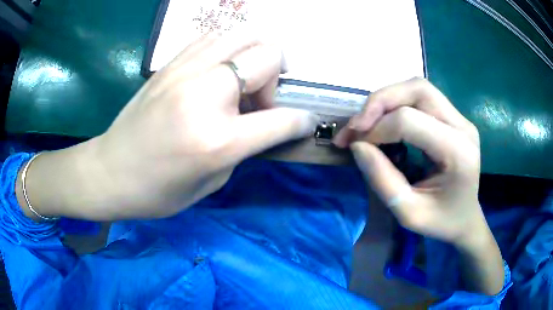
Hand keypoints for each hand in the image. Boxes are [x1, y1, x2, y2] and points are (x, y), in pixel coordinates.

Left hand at [18, 32, 317, 219]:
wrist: (109, 172)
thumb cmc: (157, 192)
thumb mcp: (212, 183)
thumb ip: (244, 148)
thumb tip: (264, 123)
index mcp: (218, 140)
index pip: (283, 118)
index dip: (302, 120)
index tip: (305, 121)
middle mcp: (205, 95)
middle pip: (268, 55)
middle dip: (278, 77)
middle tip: (261, 100)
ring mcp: (185, 72)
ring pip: (244, 34)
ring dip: (255, 56)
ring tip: (242, 81)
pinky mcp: (170, 64)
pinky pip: (214, 38)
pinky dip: (228, 49)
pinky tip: (218, 71)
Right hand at [334, 78, 503, 294]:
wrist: (466, 219)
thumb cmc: (442, 222)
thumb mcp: (409, 214)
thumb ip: (382, 180)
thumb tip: (357, 145)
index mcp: (458, 152)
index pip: (410, 121)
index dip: (377, 129)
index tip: (354, 146)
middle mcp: (462, 126)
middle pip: (417, 89)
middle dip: (380, 101)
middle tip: (357, 125)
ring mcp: (460, 118)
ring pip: (418, 87)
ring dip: (387, 99)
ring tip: (367, 122)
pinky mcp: (454, 118)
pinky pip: (421, 97)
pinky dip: (397, 104)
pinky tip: (386, 122)